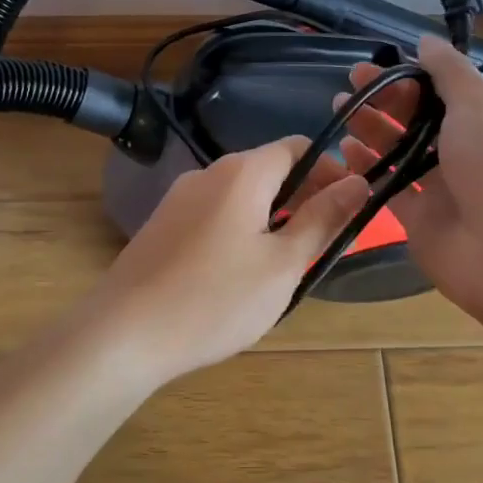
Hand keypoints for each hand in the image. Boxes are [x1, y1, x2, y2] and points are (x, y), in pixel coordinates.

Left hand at [81, 137, 370, 388]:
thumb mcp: (282, 264)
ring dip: (272, 219)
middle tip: (325, 243)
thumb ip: (322, 219)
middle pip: (268, 171)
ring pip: (241, 198)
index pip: (298, 148)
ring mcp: (178, 200)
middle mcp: (206, 174)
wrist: (124, 334)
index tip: (351, 208)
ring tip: (287, 265)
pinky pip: (214, 217)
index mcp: (241, 172)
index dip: (331, 171)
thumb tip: (358, 182)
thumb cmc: (215, 299)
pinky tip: (240, 275)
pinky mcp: (161, 228)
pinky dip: (240, 232)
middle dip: (304, 198)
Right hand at [332, 34, 482, 334]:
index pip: (455, 91)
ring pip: (403, 150)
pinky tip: (345, 148)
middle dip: (389, 97)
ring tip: (340, 106)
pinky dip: (368, 167)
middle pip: (423, 118)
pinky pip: (390, 186)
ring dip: (373, 128)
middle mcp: (476, 152)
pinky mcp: (423, 218)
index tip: (385, 64)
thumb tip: (424, 40)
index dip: (419, 75)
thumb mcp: (482, 104)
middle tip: (352, 80)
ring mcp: (448, 188)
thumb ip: (450, 71)